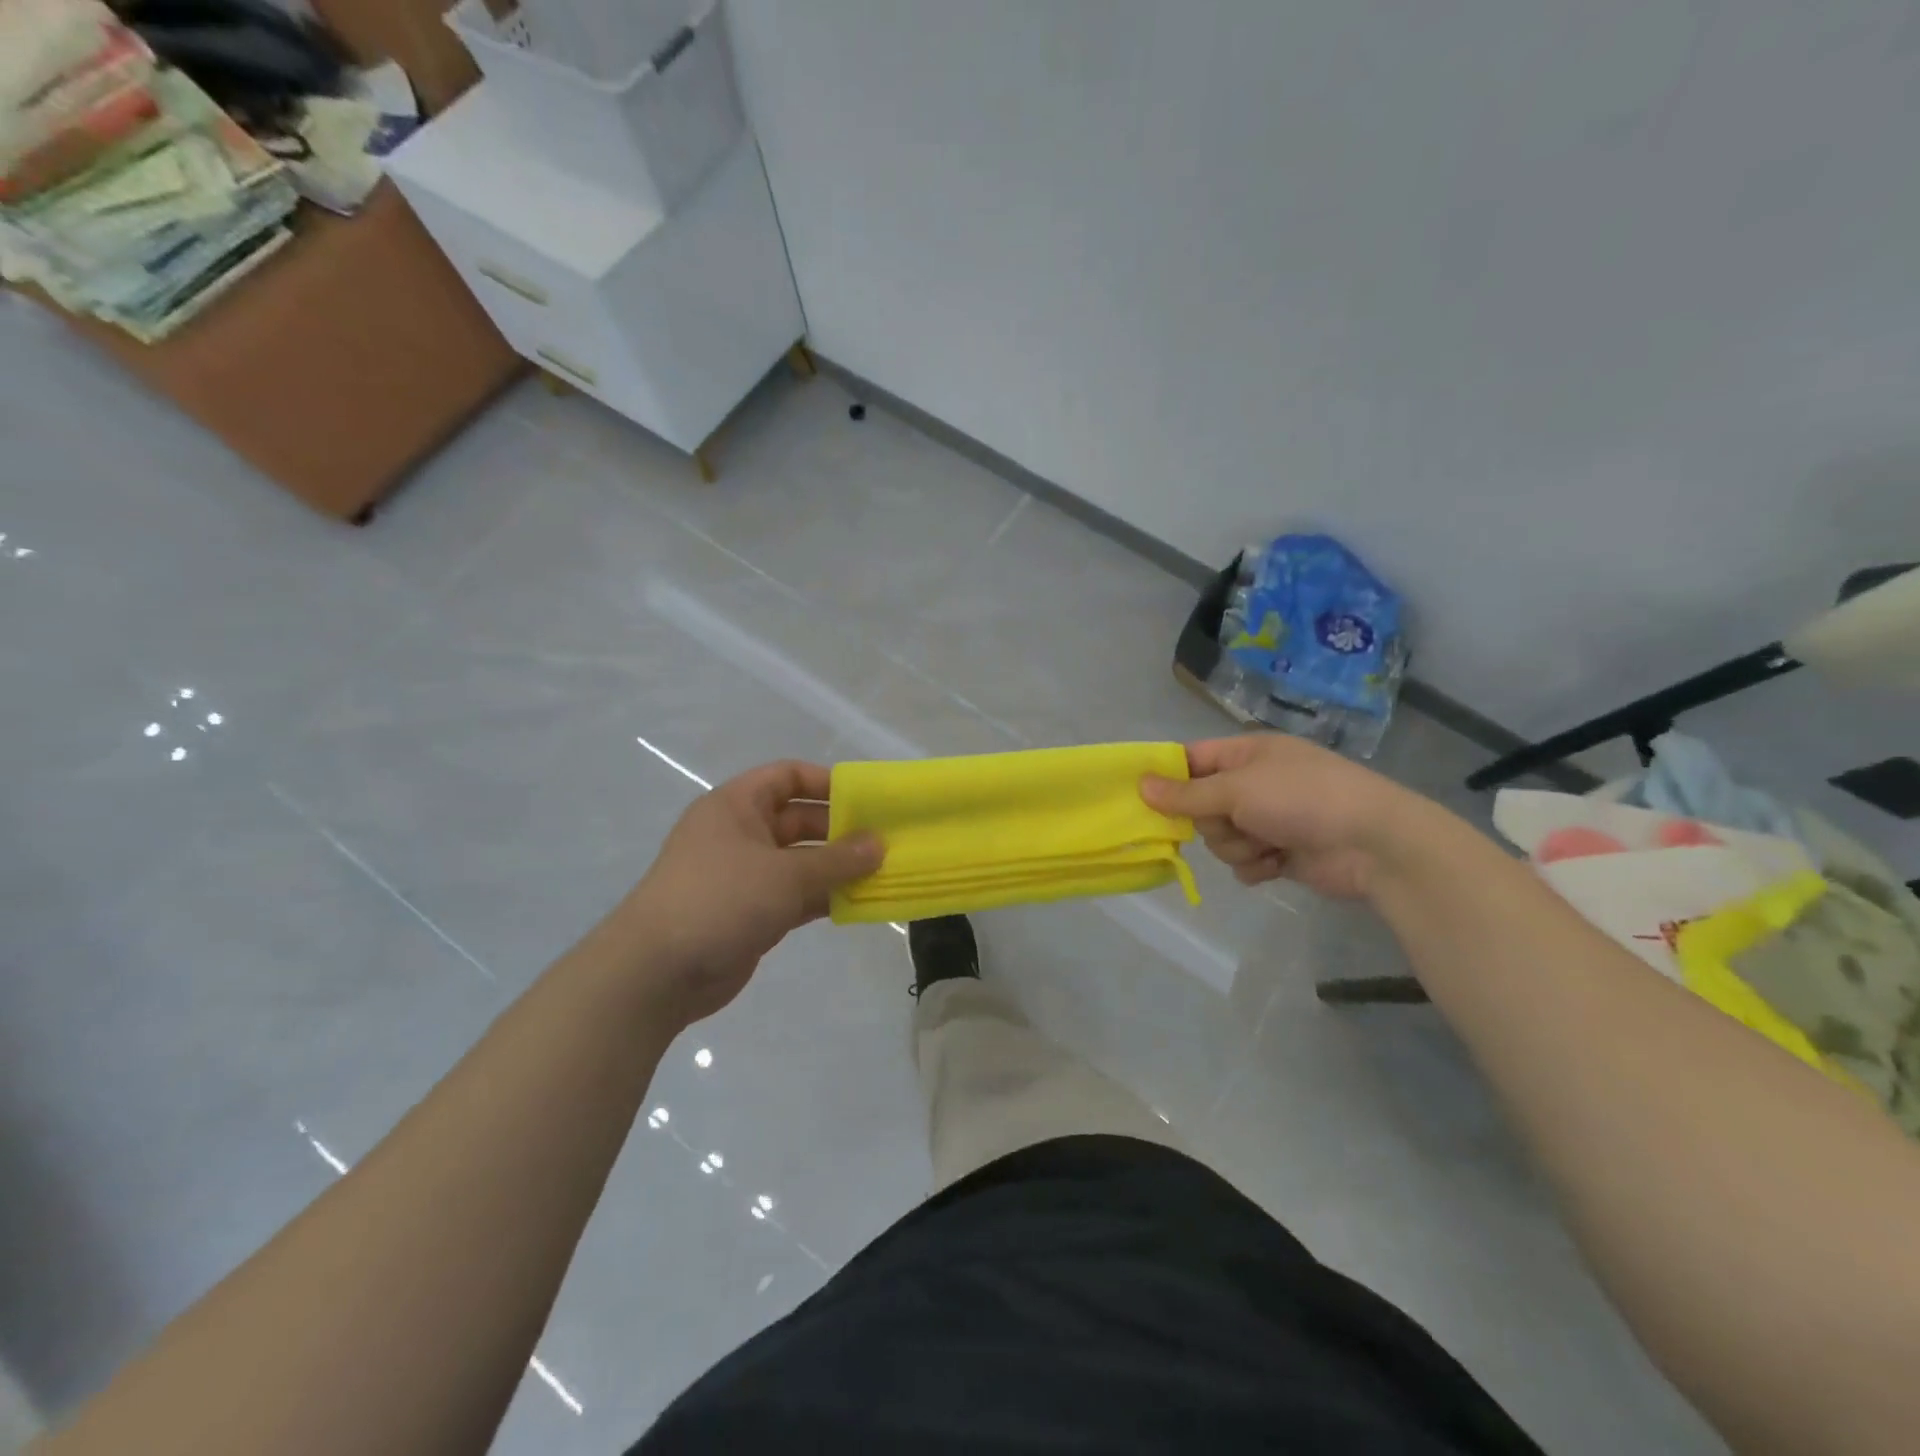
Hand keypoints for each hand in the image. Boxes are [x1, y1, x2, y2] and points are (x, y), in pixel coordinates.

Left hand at [619, 761, 882, 1024]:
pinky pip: (796, 895)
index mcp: (736, 806)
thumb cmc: (720, 900)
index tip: (867, 799)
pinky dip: (824, 897)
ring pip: (800, 861)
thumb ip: (837, 859)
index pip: (787, 776)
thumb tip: (880, 844)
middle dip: (840, 830)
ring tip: (883, 872)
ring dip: (837, 867)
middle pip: (798, 820)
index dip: (826, 783)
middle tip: (886, 841)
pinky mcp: (751, 912)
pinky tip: (859, 903)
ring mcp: (745, 876)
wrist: (657, 973)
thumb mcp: (785, 874)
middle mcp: (740, 834)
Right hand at [1141, 734, 1426, 901]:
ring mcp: (1268, 819)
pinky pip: (1244, 862)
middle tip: (1232, 822)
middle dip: (1212, 822)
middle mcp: (1253, 784)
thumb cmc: (1303, 799)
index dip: (1168, 778)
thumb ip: (1187, 793)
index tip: (1144, 798)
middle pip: (1201, 806)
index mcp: (1246, 754)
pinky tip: (1277, 864)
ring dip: (1237, 847)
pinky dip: (1256, 866)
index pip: (1191, 759)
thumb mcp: (1238, 789)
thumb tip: (1141, 785)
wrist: (1374, 844)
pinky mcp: (1280, 853)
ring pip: (1220, 838)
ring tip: (1266, 846)